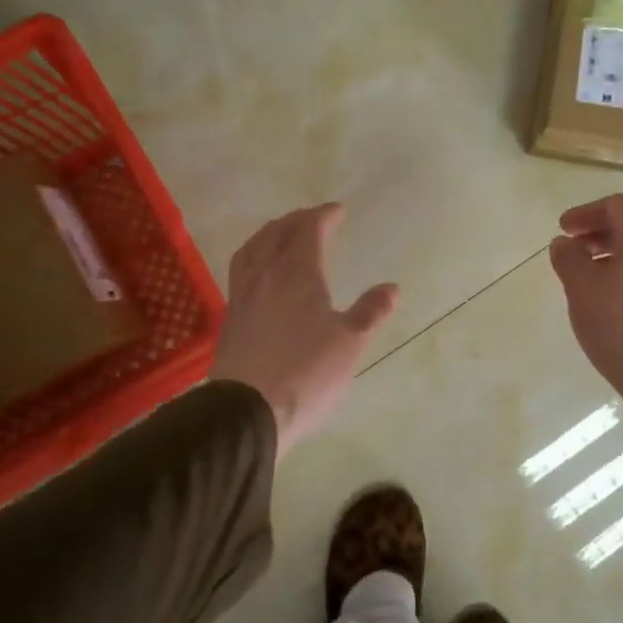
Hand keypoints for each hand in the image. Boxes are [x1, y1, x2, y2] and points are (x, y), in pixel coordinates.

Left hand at [210, 203, 398, 461]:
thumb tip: (391, 288)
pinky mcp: (230, 318)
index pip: (309, 230)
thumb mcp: (350, 343)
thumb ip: (370, 311)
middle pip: (277, 233)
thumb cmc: (307, 372)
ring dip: (269, 234)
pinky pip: (241, 271)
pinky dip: (254, 257)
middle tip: (313, 219)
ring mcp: (243, 296)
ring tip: (280, 235)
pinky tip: (261, 274)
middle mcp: (266, 275)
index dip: (324, 216)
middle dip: (296, 220)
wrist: (247, 411)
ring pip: (252, 249)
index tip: (338, 211)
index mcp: (297, 273)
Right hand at [548, 195, 622, 417]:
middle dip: (596, 238)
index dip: (584, 213)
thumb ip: (568, 259)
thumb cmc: (620, 323)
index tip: (563, 229)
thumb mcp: (582, 288)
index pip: (615, 207)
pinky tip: (610, 311)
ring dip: (610, 264)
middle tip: (572, 253)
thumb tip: (563, 243)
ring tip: (587, 286)